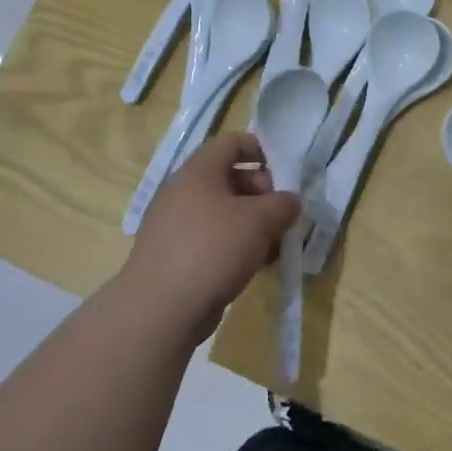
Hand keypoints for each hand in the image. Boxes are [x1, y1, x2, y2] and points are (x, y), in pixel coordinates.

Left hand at [124, 132, 299, 336]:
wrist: (161, 308)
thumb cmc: (213, 248)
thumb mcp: (261, 220)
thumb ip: (283, 204)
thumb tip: (290, 202)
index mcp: (199, 171)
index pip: (232, 142)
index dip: (261, 149)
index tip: (286, 172)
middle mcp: (184, 192)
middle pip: (231, 178)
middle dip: (263, 193)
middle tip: (284, 216)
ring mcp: (177, 225)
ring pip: (225, 213)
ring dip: (254, 224)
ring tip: (275, 246)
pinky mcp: (176, 255)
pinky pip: (214, 239)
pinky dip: (237, 246)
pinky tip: (255, 266)